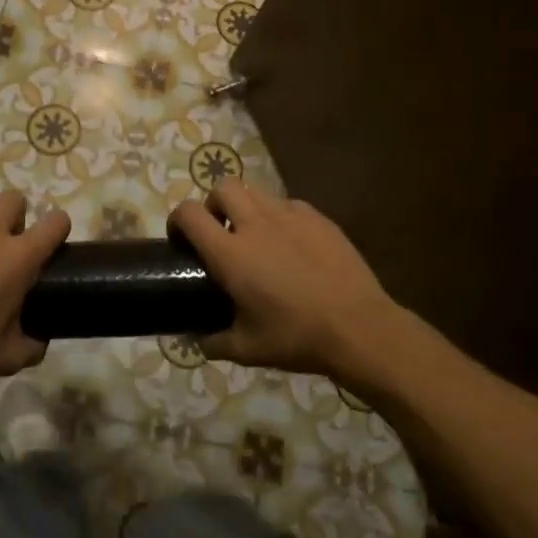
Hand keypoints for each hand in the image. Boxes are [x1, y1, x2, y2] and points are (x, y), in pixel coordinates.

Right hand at [169, 180, 409, 384]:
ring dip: (246, 208)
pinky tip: (290, 244)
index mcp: (231, 253)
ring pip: (256, 192)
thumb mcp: (248, 350)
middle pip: (222, 187)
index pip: (190, 213)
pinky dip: (279, 217)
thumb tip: (199, 340)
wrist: (359, 328)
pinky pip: (288, 205)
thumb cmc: (297, 337)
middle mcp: (256, 224)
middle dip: (213, 204)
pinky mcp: (318, 218)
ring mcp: (290, 216)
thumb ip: (215, 342)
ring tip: (255, 235)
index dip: (177, 220)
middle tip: (220, 231)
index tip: (180, 238)